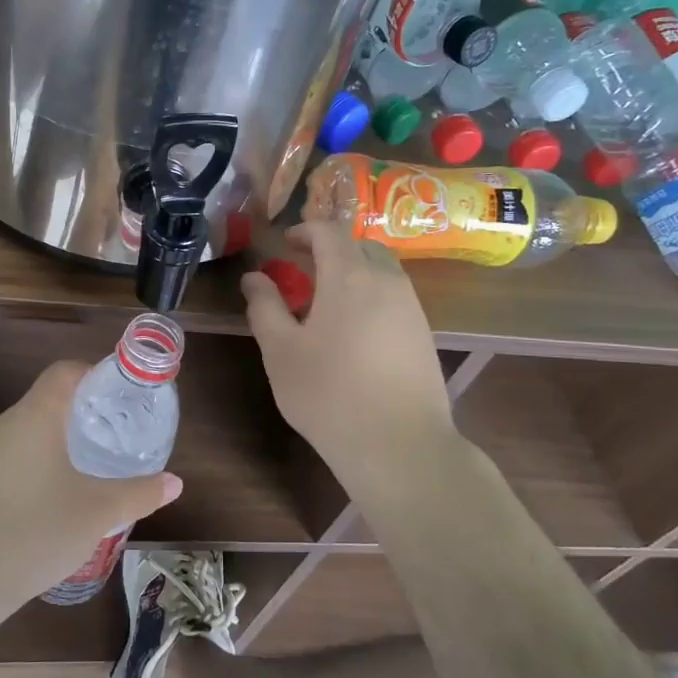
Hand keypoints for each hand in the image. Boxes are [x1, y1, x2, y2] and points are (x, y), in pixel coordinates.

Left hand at [0, 361, 182, 609]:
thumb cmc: (37, 530)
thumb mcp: (99, 512)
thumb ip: (140, 493)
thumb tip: (175, 483)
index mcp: (36, 416)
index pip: (64, 371)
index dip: (95, 375)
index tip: (122, 396)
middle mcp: (8, 425)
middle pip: (49, 399)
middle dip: (85, 410)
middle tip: (118, 431)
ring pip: (32, 430)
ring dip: (62, 439)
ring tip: (95, 463)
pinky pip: (17, 456)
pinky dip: (42, 462)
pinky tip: (59, 495)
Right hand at [241, 219, 456, 498]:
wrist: (400, 446)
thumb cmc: (329, 394)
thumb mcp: (281, 351)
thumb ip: (265, 307)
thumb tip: (254, 277)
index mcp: (349, 276)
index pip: (330, 232)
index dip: (305, 231)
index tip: (284, 243)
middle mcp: (387, 282)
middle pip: (360, 246)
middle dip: (331, 249)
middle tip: (303, 270)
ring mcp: (412, 308)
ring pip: (381, 271)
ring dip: (353, 273)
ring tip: (326, 303)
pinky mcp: (424, 335)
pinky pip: (395, 297)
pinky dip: (371, 296)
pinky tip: (354, 332)